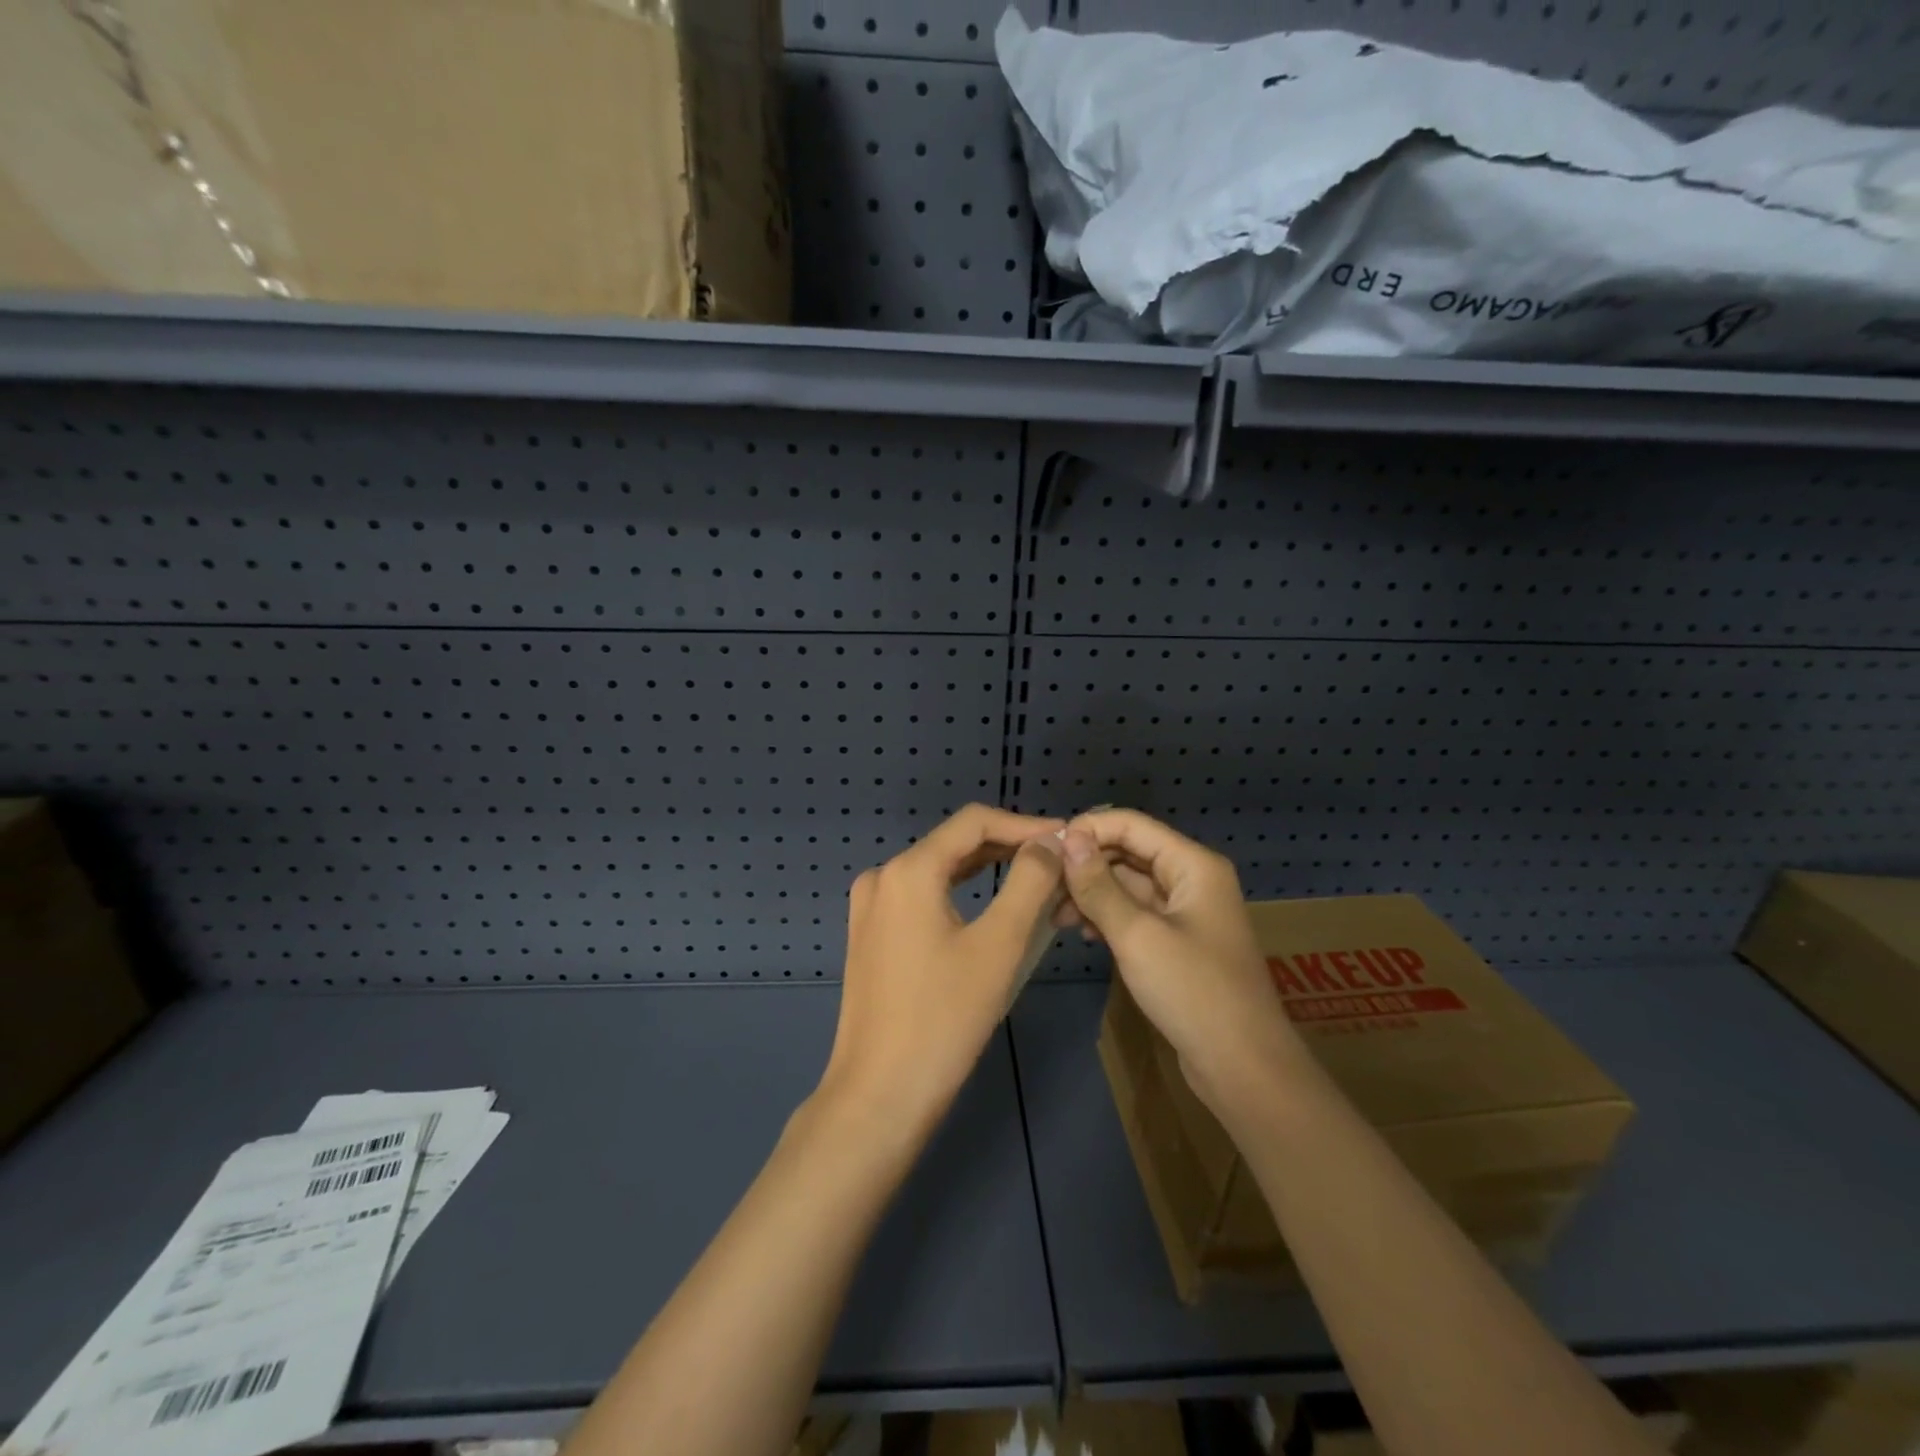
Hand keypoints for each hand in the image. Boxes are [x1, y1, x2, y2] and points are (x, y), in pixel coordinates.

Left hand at [819, 805, 1065, 1136]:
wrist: (880, 1094)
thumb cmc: (945, 1019)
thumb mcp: (999, 945)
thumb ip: (1029, 882)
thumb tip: (1050, 841)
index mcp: (909, 870)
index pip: (974, 821)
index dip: (1025, 824)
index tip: (1067, 837)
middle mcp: (883, 876)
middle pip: (955, 843)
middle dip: (1009, 846)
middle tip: (1059, 862)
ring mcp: (871, 906)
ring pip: (940, 870)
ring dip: (988, 870)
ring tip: (1036, 879)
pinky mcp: (871, 934)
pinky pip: (923, 896)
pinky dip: (961, 893)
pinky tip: (992, 906)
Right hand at [1059, 809, 1301, 1112]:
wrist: (1243, 1068)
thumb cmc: (1193, 991)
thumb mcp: (1137, 935)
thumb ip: (1099, 885)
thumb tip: (1067, 838)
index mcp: (1193, 865)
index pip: (1131, 825)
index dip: (1088, 830)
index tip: (1045, 850)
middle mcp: (1191, 879)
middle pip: (1129, 853)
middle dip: (1086, 865)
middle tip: (1043, 886)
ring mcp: (1185, 912)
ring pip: (1128, 885)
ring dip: (1092, 894)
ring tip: (1054, 915)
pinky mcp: (1177, 943)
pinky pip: (1135, 914)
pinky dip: (1108, 917)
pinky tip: (1082, 933)